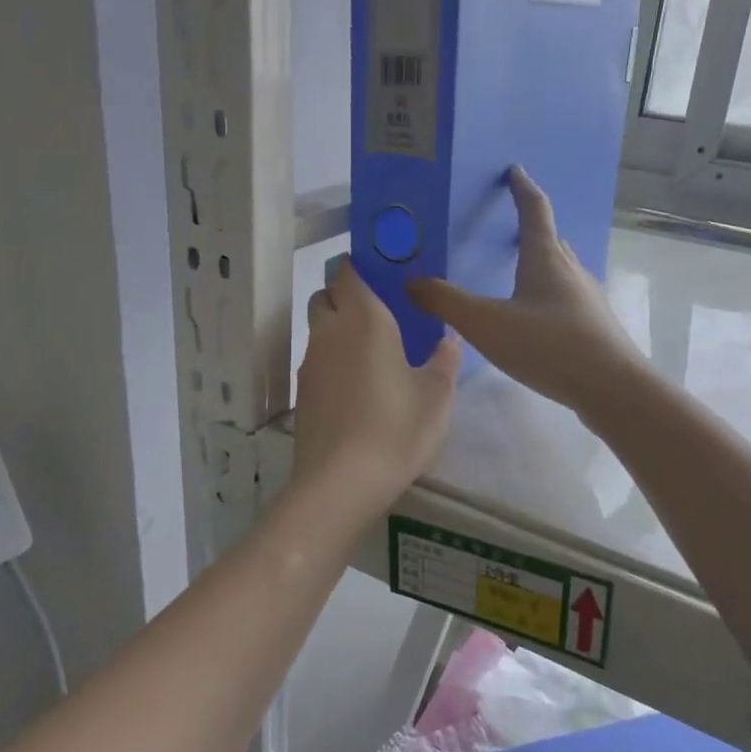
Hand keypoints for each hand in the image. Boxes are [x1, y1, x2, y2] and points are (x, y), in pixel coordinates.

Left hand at [293, 258, 461, 517]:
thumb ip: (445, 360)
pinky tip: (357, 388)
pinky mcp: (302, 393)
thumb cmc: (396, 430)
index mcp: (364, 320)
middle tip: (380, 316)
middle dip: (346, 296)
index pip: (349, 272)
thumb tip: (448, 338)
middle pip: (326, 296)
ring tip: (372, 355)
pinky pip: (317, 360)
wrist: (340, 483)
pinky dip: (333, 361)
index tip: (383, 275)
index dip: (361, 267)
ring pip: (319, 329)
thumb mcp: (436, 396)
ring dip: (338, 330)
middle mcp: (329, 332)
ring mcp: (310, 363)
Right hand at [409, 168, 645, 415]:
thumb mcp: (486, 323)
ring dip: (540, 264)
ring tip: (517, 273)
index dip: (522, 188)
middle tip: (507, 227)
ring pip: (560, 270)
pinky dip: (547, 295)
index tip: (514, 171)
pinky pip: (565, 298)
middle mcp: (571, 270)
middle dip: (530, 228)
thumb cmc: (547, 345)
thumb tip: (411, 282)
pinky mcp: (594, 326)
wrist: (611, 387)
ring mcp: (587, 298)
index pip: (534, 210)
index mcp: (546, 257)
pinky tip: (535, 319)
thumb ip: (446, 302)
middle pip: (550, 239)